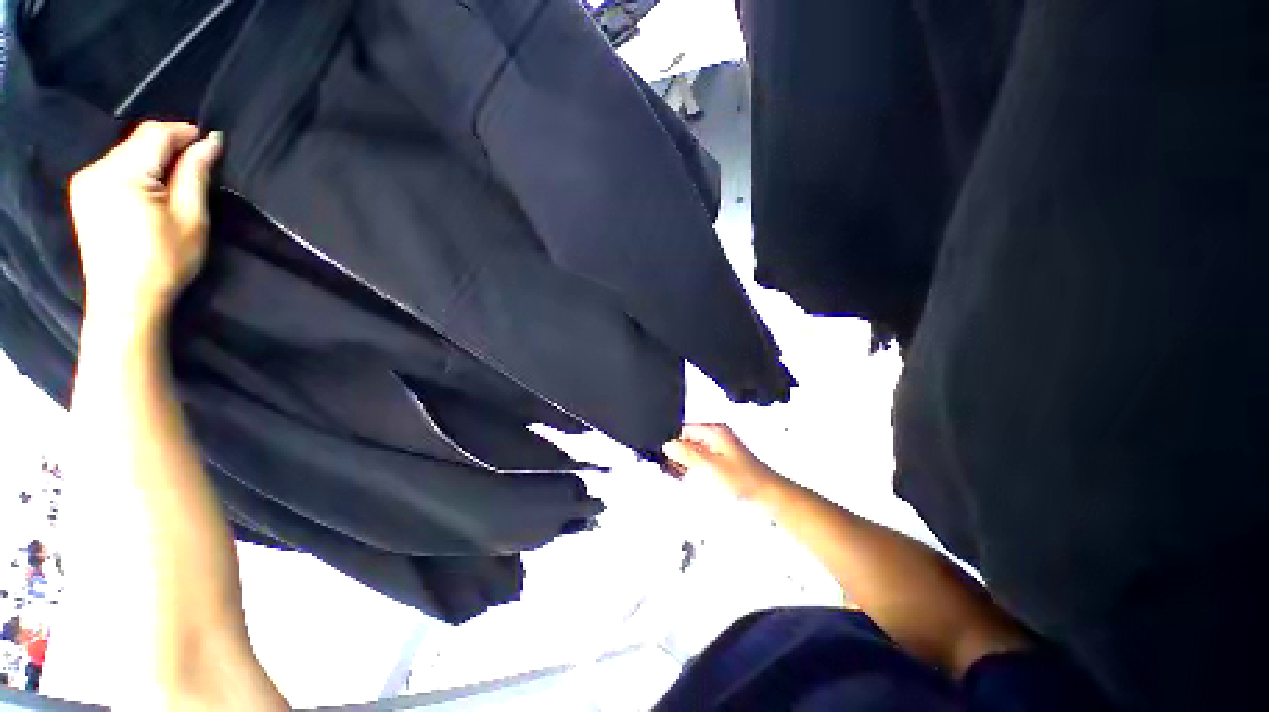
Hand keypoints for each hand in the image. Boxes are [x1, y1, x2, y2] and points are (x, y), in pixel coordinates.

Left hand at [68, 122, 221, 327]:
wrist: (125, 302)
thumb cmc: (164, 262)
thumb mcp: (190, 217)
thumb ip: (195, 174)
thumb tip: (211, 141)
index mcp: (122, 173)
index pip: (156, 134)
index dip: (185, 133)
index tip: (211, 144)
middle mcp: (97, 169)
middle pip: (139, 141)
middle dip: (170, 147)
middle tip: (198, 165)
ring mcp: (86, 181)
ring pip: (127, 153)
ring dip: (153, 159)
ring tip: (175, 181)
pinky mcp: (84, 194)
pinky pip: (115, 167)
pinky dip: (137, 170)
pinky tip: (150, 190)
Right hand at [663, 424, 780, 500]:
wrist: (767, 495)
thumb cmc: (747, 479)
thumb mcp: (713, 467)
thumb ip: (689, 454)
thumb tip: (668, 445)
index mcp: (713, 430)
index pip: (682, 428)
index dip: (671, 440)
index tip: (662, 454)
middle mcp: (713, 436)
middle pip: (684, 438)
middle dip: (674, 452)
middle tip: (668, 467)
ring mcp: (715, 448)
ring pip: (689, 450)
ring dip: (681, 461)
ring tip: (675, 473)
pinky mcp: (717, 460)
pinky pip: (696, 460)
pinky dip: (689, 467)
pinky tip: (684, 477)